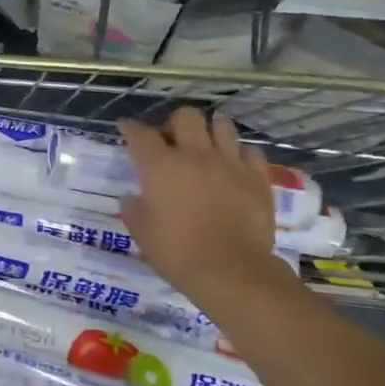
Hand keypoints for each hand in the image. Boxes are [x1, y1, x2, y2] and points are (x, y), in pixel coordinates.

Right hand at [120, 108, 295, 311]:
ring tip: (207, 147)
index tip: (127, 129)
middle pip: (186, 116)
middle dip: (174, 123)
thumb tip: (133, 197)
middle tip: (172, 142)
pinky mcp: (257, 178)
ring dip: (211, 131)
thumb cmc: (177, 252)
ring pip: (222, 125)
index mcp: (160, 166)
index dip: (131, 129)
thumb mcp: (141, 232)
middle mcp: (194, 155)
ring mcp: (230, 163)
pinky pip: (250, 152)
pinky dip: (240, 154)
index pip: (140, 134)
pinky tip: (234, 167)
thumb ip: (134, 208)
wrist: (231, 270)